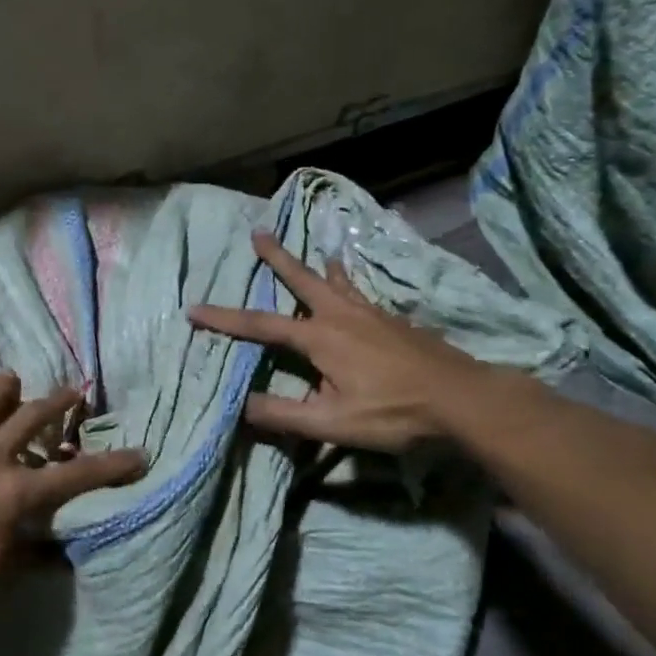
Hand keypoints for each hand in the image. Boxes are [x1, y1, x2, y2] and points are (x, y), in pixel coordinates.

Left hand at [0, 373, 145, 624]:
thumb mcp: (4, 574)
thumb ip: (34, 556)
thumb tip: (63, 557)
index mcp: (16, 491)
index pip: (75, 476)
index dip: (110, 467)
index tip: (139, 454)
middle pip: (27, 423)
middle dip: (54, 404)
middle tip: (73, 390)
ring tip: (8, 376)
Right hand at [186, 229, 486, 452]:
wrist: (462, 398)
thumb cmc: (393, 412)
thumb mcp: (332, 423)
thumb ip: (283, 414)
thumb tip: (240, 405)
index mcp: (320, 338)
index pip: (260, 325)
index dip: (224, 318)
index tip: (193, 309)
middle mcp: (342, 315)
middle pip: (303, 279)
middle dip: (277, 258)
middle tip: (259, 232)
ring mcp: (372, 314)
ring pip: (337, 282)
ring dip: (318, 266)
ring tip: (316, 252)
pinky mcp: (395, 321)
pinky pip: (362, 294)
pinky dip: (351, 284)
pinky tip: (357, 292)